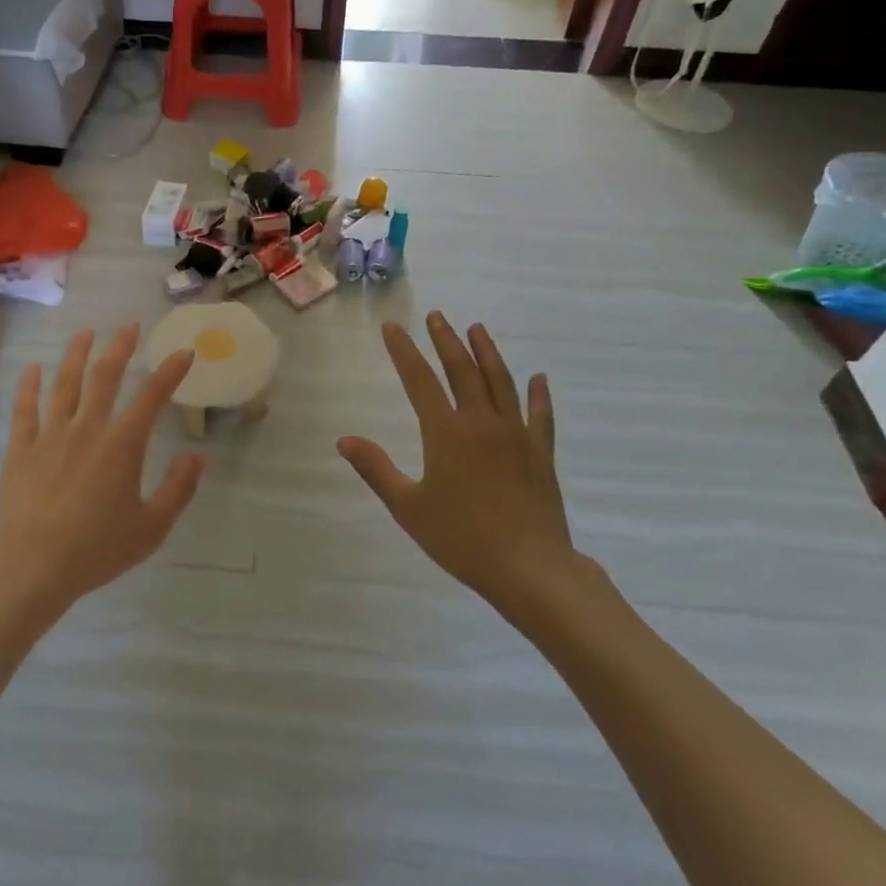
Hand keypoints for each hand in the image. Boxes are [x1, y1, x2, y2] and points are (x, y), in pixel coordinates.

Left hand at [0, 326, 206, 610]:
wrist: (29, 567)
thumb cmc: (96, 550)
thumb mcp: (151, 527)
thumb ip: (178, 489)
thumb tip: (198, 457)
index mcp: (122, 445)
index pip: (153, 397)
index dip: (171, 372)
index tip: (184, 352)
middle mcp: (87, 428)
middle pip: (105, 377)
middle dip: (120, 348)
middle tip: (129, 326)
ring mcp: (50, 435)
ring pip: (64, 384)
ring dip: (76, 354)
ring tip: (85, 333)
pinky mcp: (20, 449)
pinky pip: (24, 409)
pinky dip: (28, 386)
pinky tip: (32, 369)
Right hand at [339, 314, 582, 612]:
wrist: (529, 568)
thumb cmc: (462, 539)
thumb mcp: (408, 507)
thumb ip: (376, 469)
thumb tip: (344, 440)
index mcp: (446, 433)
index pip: (420, 380)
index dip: (404, 351)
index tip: (393, 327)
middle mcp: (482, 423)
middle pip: (463, 370)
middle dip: (446, 341)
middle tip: (437, 317)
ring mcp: (516, 434)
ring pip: (501, 382)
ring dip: (488, 352)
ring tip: (477, 329)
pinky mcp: (541, 453)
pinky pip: (541, 416)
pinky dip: (539, 395)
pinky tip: (539, 379)